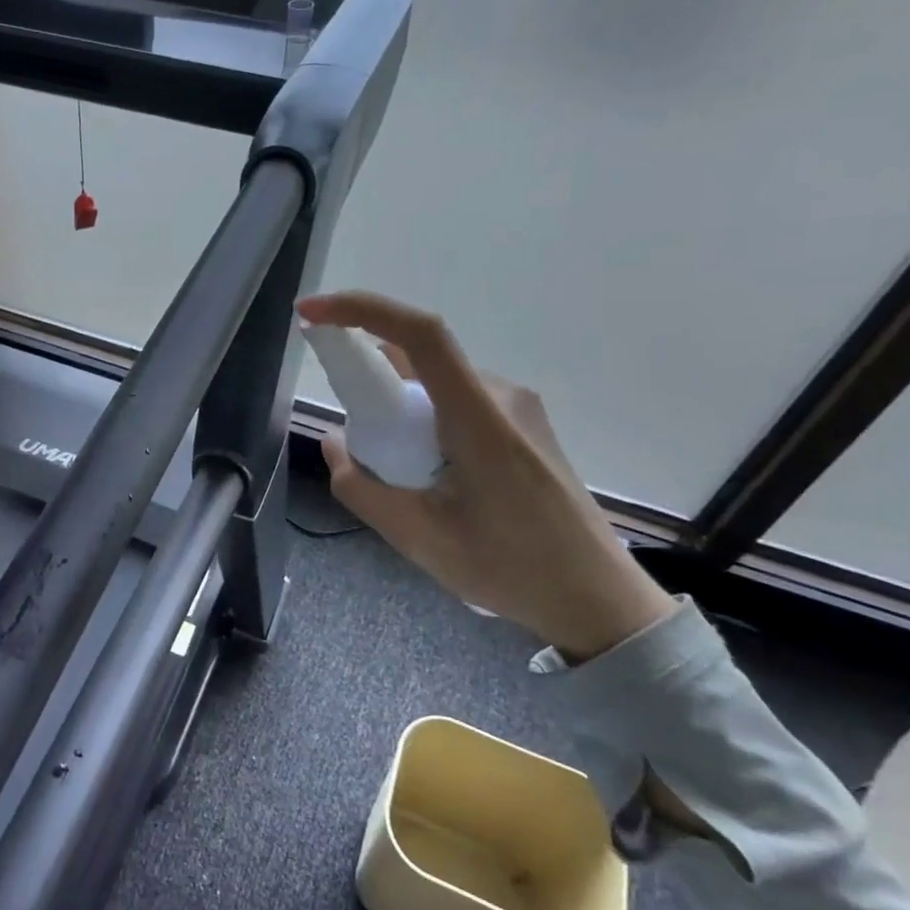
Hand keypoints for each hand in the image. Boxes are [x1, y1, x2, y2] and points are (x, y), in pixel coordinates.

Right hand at [297, 291, 674, 660]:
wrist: (598, 599)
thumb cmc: (512, 569)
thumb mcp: (419, 538)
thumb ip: (362, 487)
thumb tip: (334, 442)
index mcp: (479, 417)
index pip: (420, 334)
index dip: (360, 310)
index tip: (311, 314)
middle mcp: (502, 396)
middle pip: (419, 360)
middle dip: (372, 385)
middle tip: (358, 446)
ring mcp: (518, 409)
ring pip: (435, 384)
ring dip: (400, 412)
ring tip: (400, 478)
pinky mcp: (524, 426)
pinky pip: (456, 402)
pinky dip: (424, 423)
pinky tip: (431, 479)